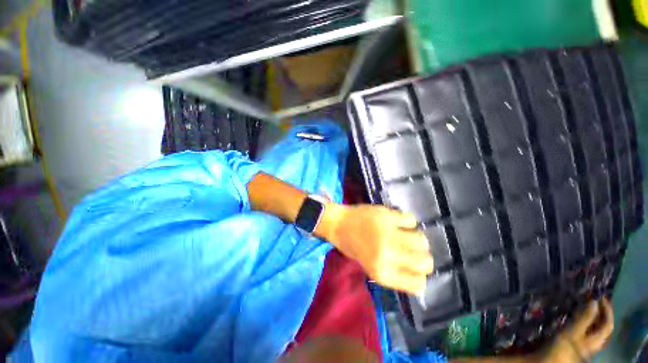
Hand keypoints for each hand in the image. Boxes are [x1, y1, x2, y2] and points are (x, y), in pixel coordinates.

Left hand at [319, 204, 433, 294]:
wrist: (338, 223)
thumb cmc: (350, 246)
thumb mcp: (369, 266)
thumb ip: (392, 272)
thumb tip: (416, 275)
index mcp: (381, 272)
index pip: (416, 284)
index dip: (420, 278)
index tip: (416, 271)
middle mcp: (388, 254)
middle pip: (425, 262)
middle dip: (424, 259)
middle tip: (415, 253)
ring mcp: (389, 233)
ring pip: (421, 240)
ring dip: (418, 240)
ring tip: (409, 236)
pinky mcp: (387, 216)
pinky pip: (411, 220)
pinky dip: (409, 222)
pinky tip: (400, 222)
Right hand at [542, 297, 613, 362]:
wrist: (547, 361)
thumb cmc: (561, 347)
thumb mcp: (572, 332)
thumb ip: (584, 318)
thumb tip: (595, 301)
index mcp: (596, 341)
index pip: (608, 324)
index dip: (607, 310)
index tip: (601, 296)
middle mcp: (595, 343)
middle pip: (603, 328)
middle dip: (602, 313)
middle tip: (596, 299)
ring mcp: (586, 345)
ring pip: (596, 330)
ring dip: (594, 317)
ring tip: (587, 306)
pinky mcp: (578, 344)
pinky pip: (588, 331)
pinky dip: (587, 322)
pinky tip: (579, 318)